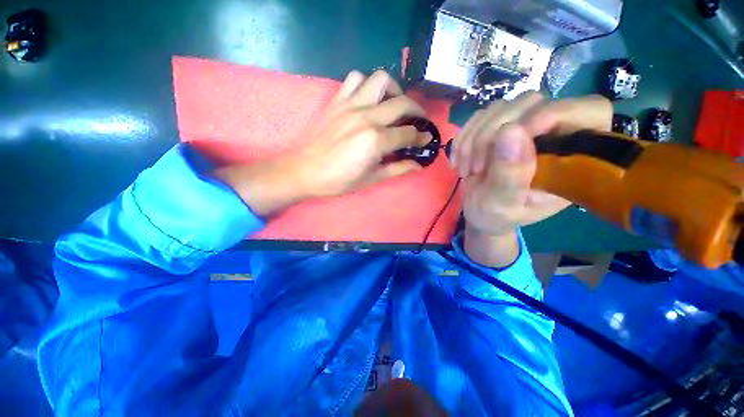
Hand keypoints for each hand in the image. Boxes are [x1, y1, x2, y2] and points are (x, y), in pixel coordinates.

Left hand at [215, 70, 430, 215]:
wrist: (305, 171)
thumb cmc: (338, 180)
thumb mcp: (371, 179)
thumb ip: (397, 169)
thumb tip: (418, 165)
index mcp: (376, 140)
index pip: (408, 133)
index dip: (421, 137)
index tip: (426, 139)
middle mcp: (367, 117)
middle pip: (402, 103)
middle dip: (417, 111)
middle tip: (419, 120)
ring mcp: (351, 105)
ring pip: (380, 80)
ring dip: (394, 89)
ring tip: (394, 103)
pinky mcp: (337, 101)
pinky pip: (354, 78)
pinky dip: (366, 84)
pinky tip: (369, 98)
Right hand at [451, 92, 612, 266]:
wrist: (479, 211)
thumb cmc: (497, 215)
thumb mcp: (503, 205)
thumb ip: (510, 175)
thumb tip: (510, 131)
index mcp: (573, 157)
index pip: (588, 111)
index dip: (552, 114)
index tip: (510, 138)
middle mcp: (554, 133)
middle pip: (532, 103)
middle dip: (493, 136)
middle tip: (476, 168)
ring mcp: (524, 125)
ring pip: (501, 107)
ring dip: (473, 139)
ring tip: (466, 170)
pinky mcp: (499, 125)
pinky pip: (480, 116)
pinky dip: (463, 138)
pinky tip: (458, 159)